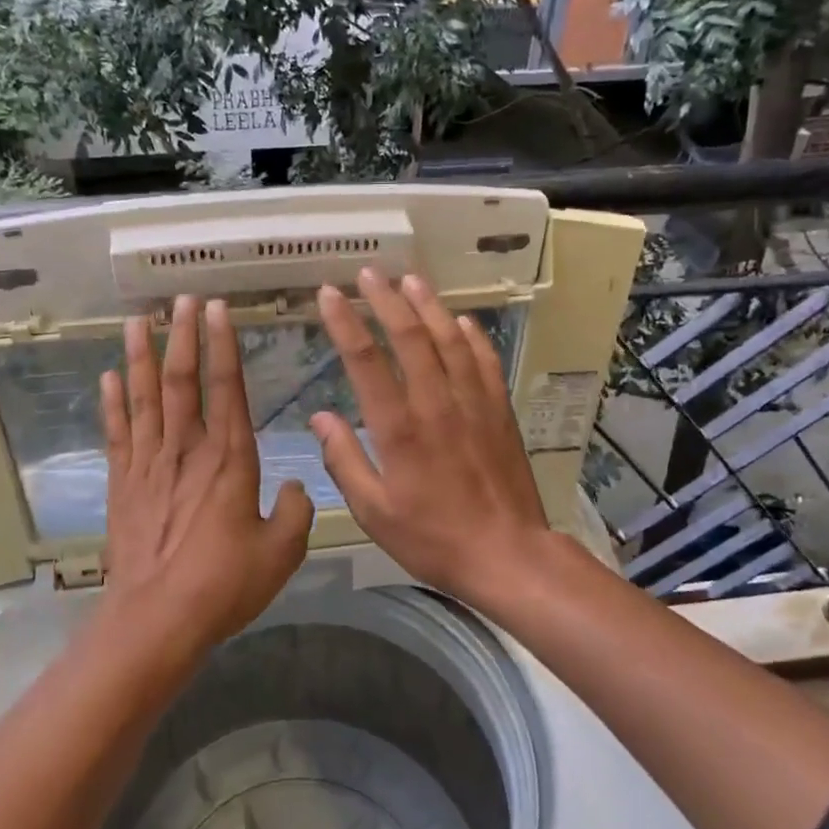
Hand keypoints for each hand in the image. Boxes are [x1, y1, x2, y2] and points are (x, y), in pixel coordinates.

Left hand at [101, 295, 314, 647]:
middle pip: (182, 382)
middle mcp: (186, 452)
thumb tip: (297, 485)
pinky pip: (117, 434)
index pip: (226, 389)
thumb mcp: (282, 551)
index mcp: (230, 460)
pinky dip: (112, 403)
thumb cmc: (224, 585)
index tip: (217, 310)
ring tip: (137, 322)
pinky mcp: (122, 486)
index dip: (223, 346)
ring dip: (141, 358)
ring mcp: (148, 466)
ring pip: (144, 399)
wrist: (157, 619)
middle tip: (181, 301)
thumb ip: (296, 511)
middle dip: (183, 338)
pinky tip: (109, 378)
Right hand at [309, 270, 567, 612]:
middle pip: (410, 338)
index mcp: (399, 429)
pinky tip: (461, 321)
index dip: (345, 323)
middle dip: (386, 300)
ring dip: (429, 306)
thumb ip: (344, 461)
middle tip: (368, 273)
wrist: (508, 554)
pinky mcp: (499, 412)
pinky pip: (484, 362)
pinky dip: (472, 336)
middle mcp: (436, 404)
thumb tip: (320, 417)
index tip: (328, 294)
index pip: (366, 362)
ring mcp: (473, 404)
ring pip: (449, 340)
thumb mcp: (374, 511)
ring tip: (411, 280)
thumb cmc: (432, 538)